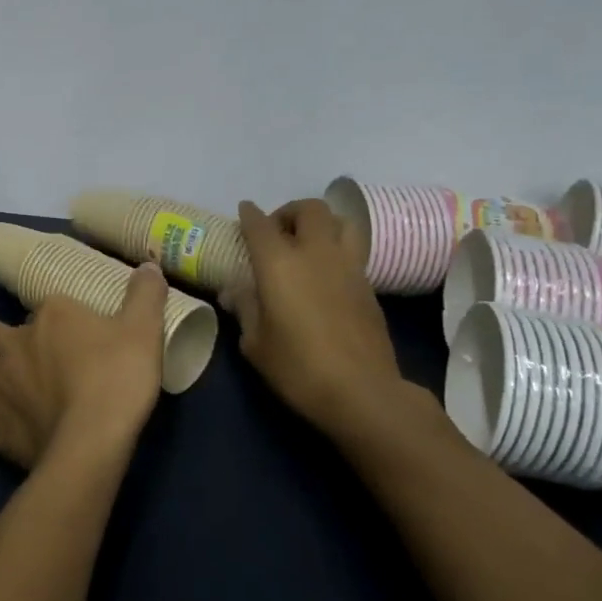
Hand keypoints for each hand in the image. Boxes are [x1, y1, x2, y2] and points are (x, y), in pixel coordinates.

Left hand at [0, 262, 168, 469]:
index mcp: (54, 316)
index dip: (46, 315)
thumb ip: (145, 296)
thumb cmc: (118, 379)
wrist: (92, 438)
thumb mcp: (143, 330)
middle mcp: (19, 343)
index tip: (46, 320)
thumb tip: (149, 265)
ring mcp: (0, 382)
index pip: (46, 308)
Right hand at [227, 199, 430, 443]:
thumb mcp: (256, 343)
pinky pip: (352, 248)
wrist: (362, 391)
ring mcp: (348, 265)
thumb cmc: (298, 367)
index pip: (260, 224)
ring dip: (322, 223)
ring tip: (309, 243)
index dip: (249, 214)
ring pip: (340, 221)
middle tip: (278, 232)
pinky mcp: (368, 283)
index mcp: (279, 262)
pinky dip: (337, 248)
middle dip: (290, 212)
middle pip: (309, 209)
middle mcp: (315, 253)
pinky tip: (326, 272)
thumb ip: (244, 309)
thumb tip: (233, 291)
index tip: (244, 211)